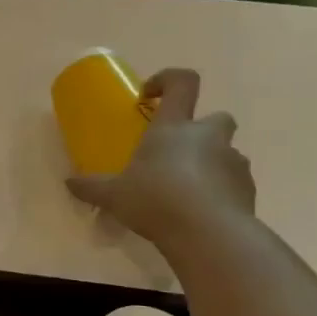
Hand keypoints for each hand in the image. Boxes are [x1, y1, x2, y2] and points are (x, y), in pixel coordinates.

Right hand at [66, 68, 254, 247]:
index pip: (182, 82)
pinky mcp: (248, 190)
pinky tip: (198, 212)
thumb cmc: (156, 200)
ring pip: (224, 152)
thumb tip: (68, 183)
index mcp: (174, 127)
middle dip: (198, 130)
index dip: (168, 80)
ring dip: (208, 163)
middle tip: (173, 153)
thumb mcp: (114, 195)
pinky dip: (219, 191)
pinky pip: (233, 182)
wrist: (210, 235)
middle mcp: (208, 136)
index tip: (150, 97)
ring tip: (184, 191)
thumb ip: (92, 187)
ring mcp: (233, 162)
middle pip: (214, 117)